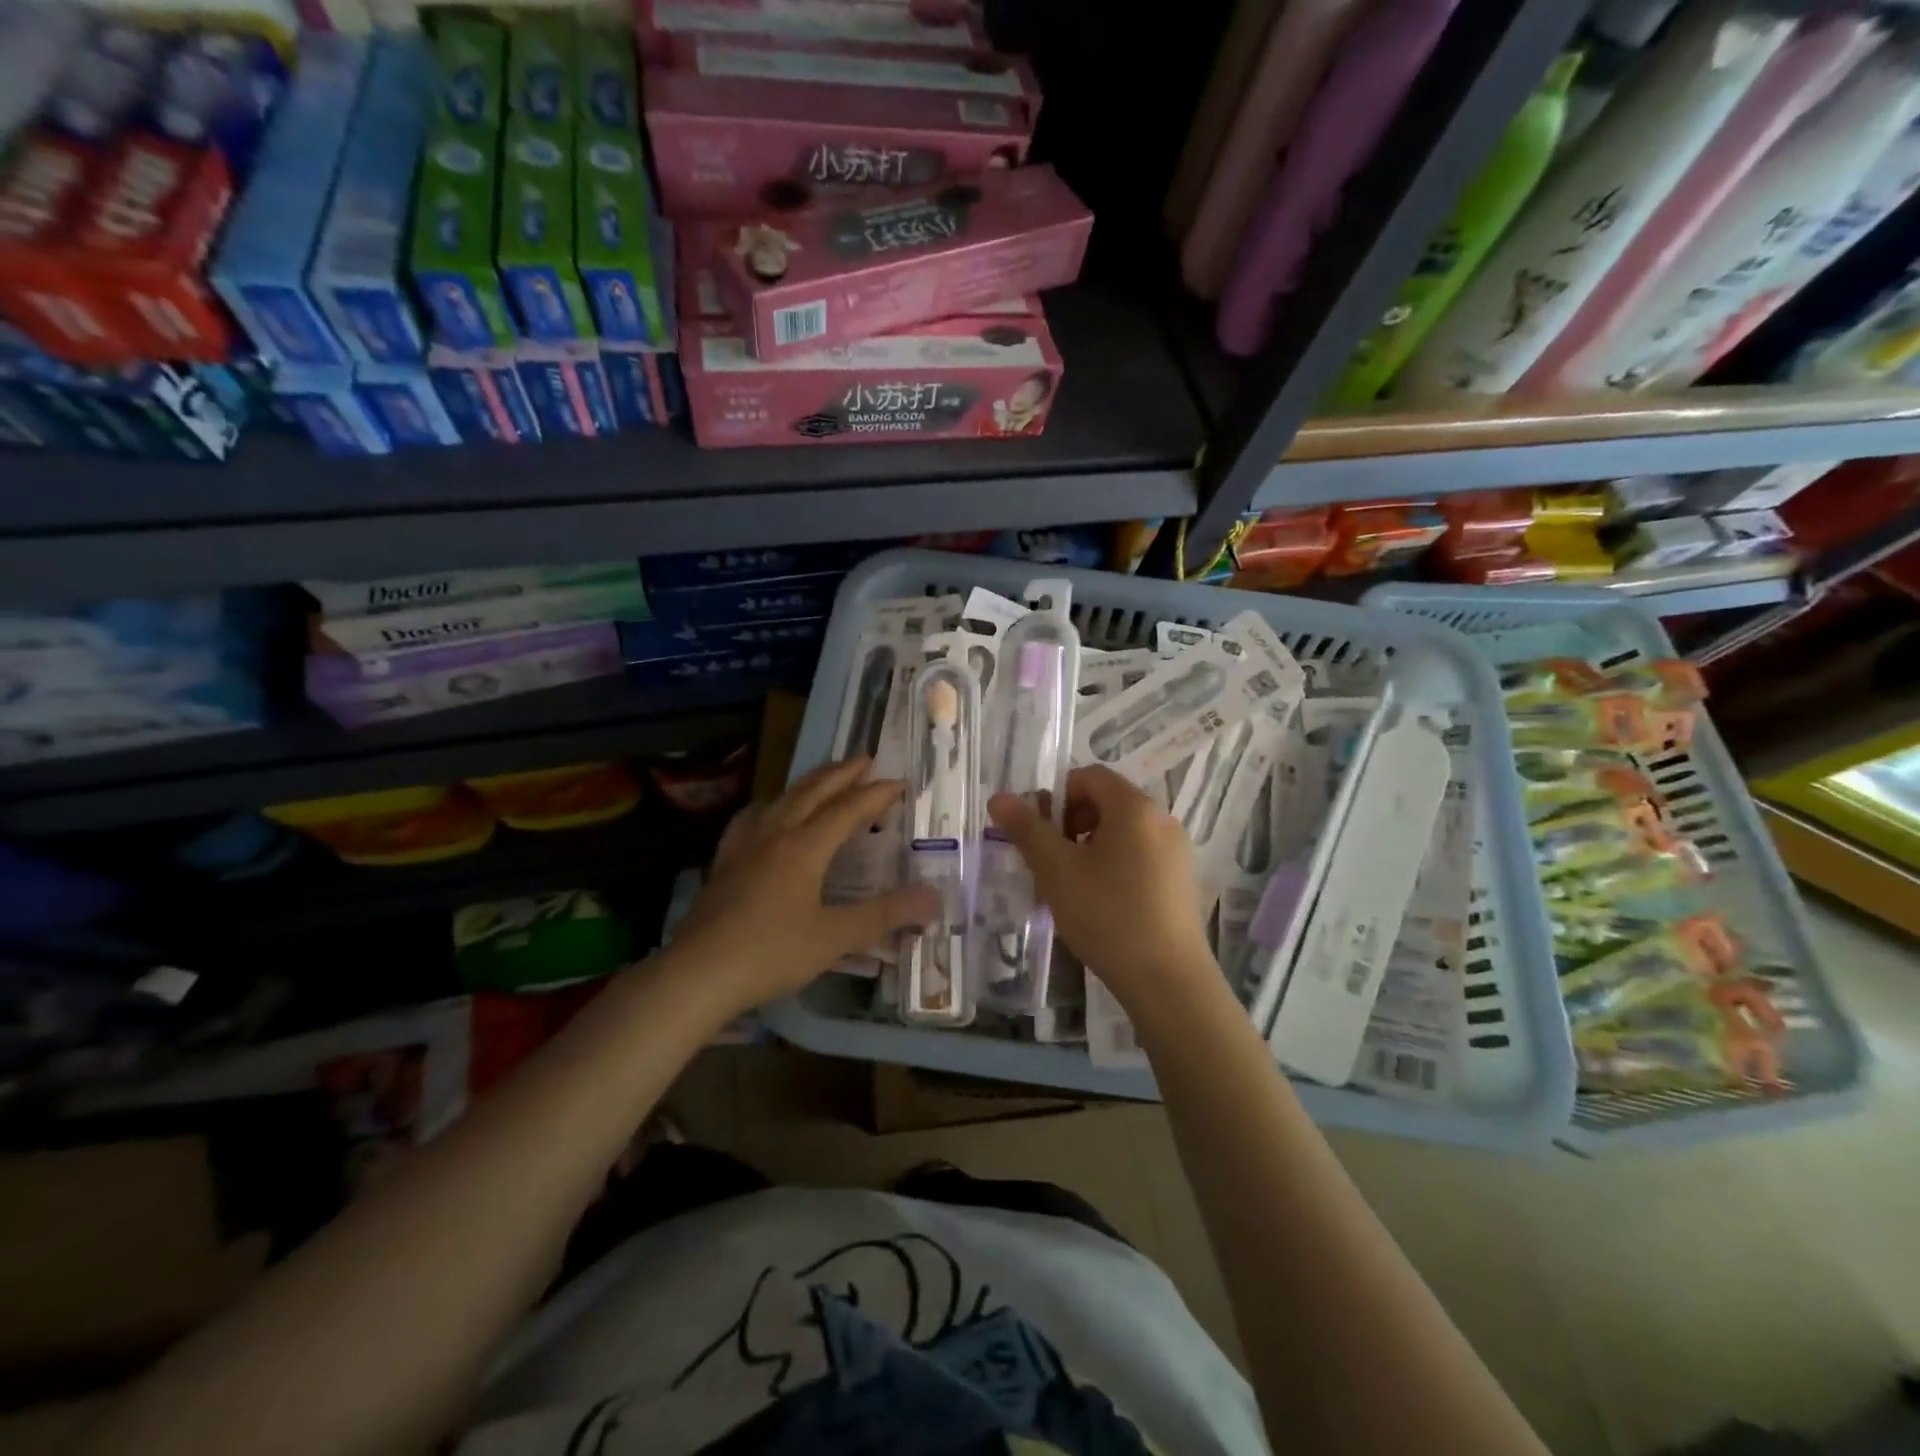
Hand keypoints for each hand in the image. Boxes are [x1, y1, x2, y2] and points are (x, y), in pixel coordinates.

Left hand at [666, 758, 938, 1014]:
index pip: (848, 809)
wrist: (697, 974)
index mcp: (805, 847)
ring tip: (825, 777)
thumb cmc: (771, 953)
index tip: (900, 782)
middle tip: (865, 759)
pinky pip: (752, 817)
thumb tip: (934, 899)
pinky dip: (771, 805)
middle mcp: (775, 834)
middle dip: (842, 773)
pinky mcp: (725, 861)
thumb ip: (886, 915)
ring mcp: (744, 845)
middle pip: (813, 791)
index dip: (876, 794)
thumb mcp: (836, 937)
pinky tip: (768, 813)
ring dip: (809, 783)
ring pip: (782, 798)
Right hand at [988, 765, 1215, 1009]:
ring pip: (1123, 833)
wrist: (1167, 980)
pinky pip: (1141, 857)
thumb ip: (1027, 829)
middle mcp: (1162, 820)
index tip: (1041, 833)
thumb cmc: (1107, 914)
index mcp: (1135, 807)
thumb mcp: (1056, 870)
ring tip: (1072, 888)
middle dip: (1072, 824)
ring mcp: (1177, 852)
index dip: (1058, 796)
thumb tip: (1000, 798)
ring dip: (1091, 848)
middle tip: (1051, 862)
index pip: (1090, 776)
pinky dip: (1115, 867)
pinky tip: (1102, 906)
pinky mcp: (1182, 882)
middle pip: (1108, 802)